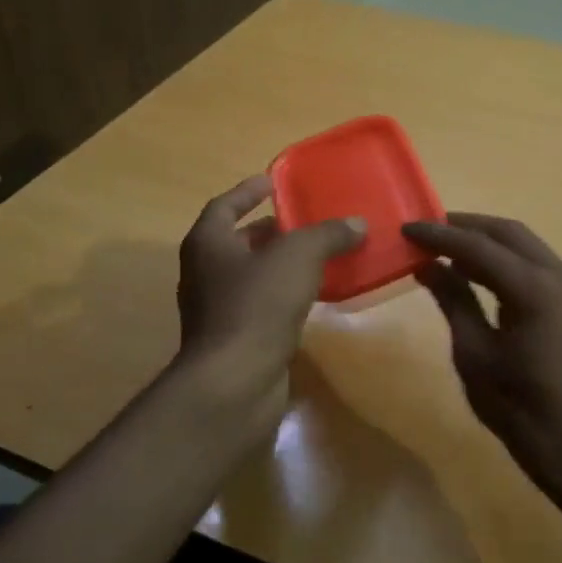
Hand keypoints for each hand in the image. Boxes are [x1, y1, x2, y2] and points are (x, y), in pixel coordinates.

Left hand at [175, 176, 363, 410]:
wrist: (235, 380)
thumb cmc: (257, 305)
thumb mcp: (298, 257)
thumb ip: (327, 235)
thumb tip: (357, 223)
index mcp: (207, 244)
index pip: (224, 206)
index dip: (248, 191)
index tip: (273, 181)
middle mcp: (204, 273)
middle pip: (237, 242)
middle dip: (270, 230)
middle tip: (304, 221)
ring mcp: (216, 310)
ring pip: (251, 276)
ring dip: (279, 264)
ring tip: (317, 254)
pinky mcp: (235, 339)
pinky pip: (261, 306)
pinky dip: (283, 295)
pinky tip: (313, 296)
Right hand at [403, 213, 561, 500]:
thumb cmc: (521, 410)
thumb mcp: (475, 355)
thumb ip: (454, 301)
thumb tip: (427, 264)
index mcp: (535, 289)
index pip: (478, 246)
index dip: (440, 235)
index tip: (407, 227)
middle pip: (509, 233)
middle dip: (467, 226)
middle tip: (428, 230)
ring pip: (528, 246)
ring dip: (488, 241)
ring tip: (448, 247)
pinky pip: (540, 266)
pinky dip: (509, 261)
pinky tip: (481, 273)